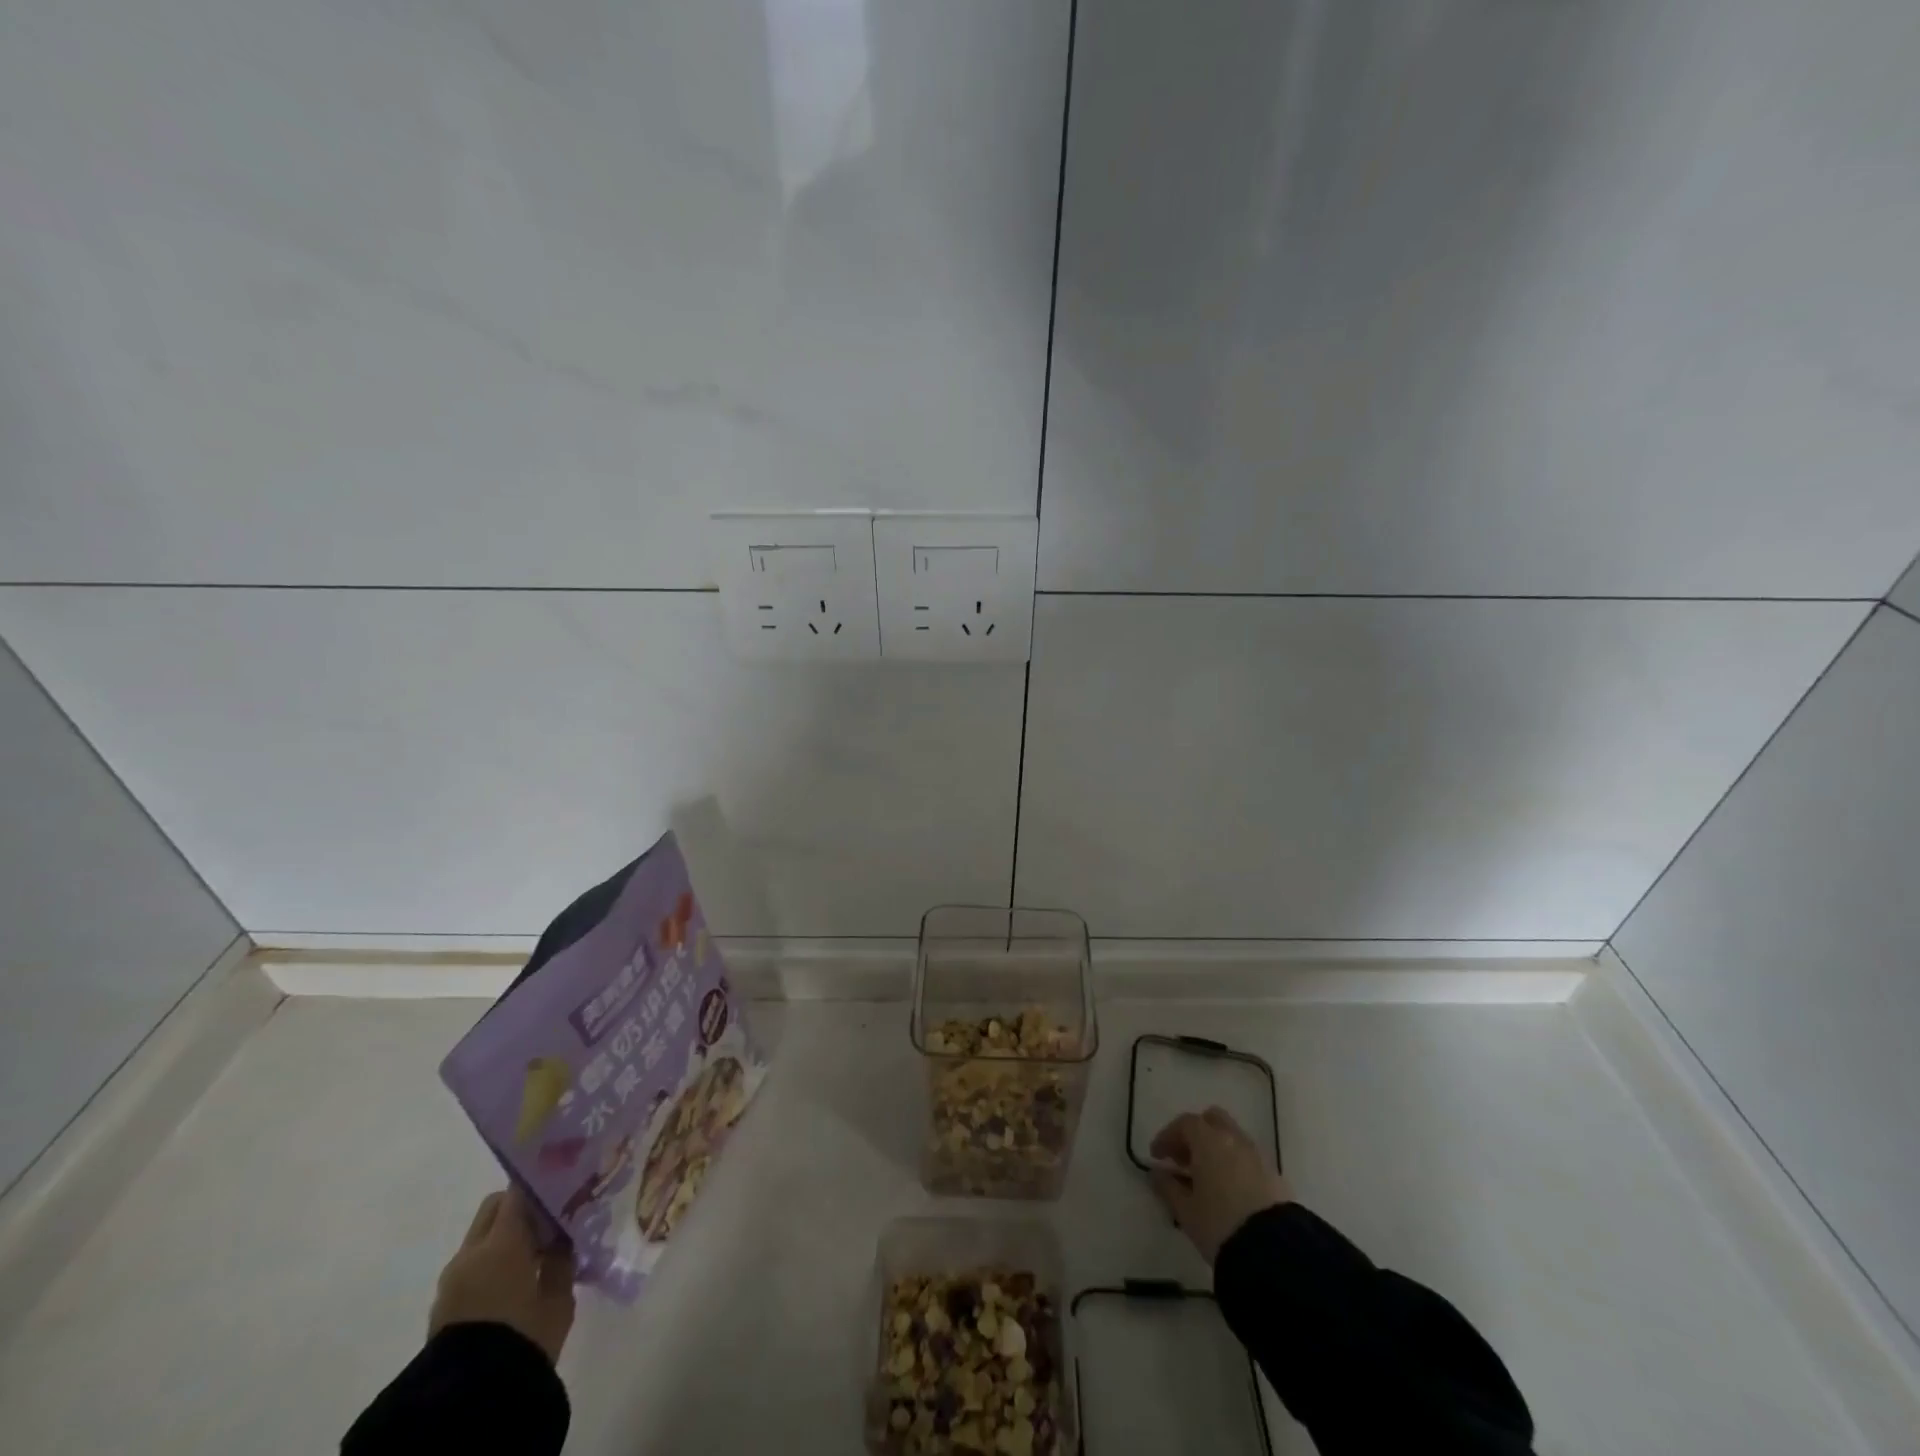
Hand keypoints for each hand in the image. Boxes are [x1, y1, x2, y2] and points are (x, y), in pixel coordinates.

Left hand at [429, 1189, 576, 1364]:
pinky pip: (470, 1267)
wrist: (467, 1402)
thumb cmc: (522, 1337)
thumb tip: (562, 1238)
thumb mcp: (558, 1296)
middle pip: (494, 1208)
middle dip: (519, 1209)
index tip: (561, 1189)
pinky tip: (512, 1285)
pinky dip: (490, 1264)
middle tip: (548, 1223)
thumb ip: (561, 1259)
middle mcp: (471, 1252)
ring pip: (480, 1239)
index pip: (518, 1191)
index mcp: (502, 1241)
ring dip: (503, 1239)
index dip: (540, 1185)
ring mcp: (451, 1280)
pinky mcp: (442, 1307)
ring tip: (532, 1258)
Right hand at [1149, 1106, 1292, 1263]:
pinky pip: (1249, 1158)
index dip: (1168, 1136)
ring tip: (1206, 1177)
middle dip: (1196, 1134)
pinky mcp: (1275, 1176)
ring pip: (1233, 1138)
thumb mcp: (1185, 1210)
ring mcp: (1258, 1156)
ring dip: (1216, 1148)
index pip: (1185, 1124)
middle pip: (1212, 1120)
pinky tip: (1229, 1189)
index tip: (1157, 1156)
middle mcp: (1234, 1139)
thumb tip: (1158, 1173)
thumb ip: (1168, 1187)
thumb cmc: (1220, 1225)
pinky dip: (1235, 1163)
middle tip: (1183, 1158)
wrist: (1274, 1252)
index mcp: (1209, 1141)